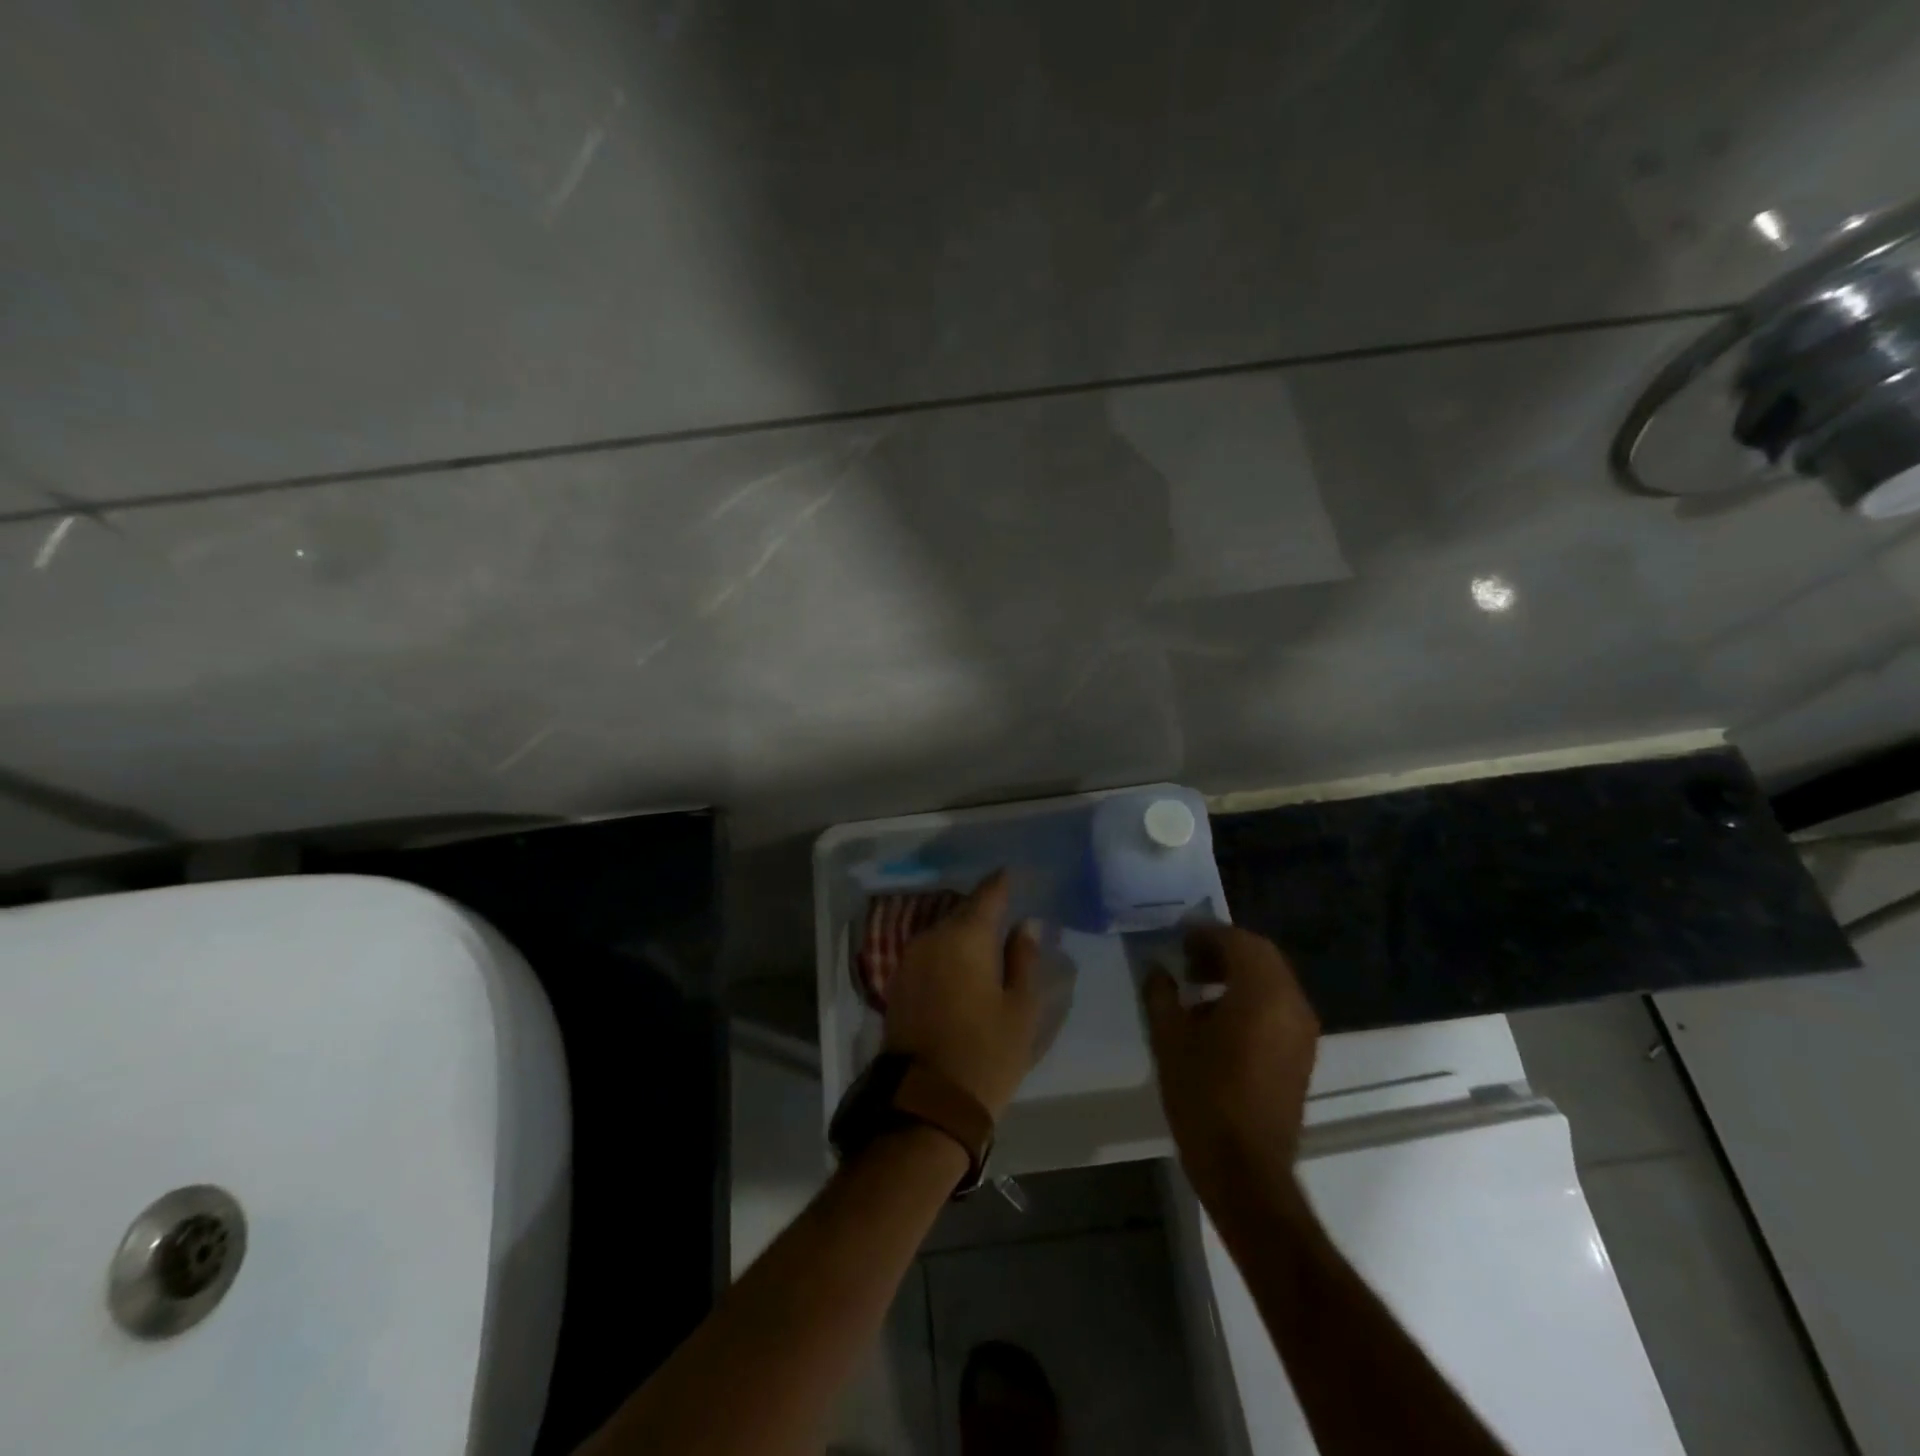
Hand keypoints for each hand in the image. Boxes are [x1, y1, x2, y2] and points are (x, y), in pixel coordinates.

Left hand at [884, 871, 1040, 1118]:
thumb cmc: (986, 1054)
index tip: (1014, 873)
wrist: (926, 1103)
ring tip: (987, 939)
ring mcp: (910, 960)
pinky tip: (962, 963)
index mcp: (965, 937)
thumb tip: (1024, 925)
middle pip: (961, 910)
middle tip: (1006, 910)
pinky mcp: (898, 983)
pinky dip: (947, 950)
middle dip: (983, 908)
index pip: (987, 894)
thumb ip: (1023, 959)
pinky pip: (929, 952)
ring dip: (963, 930)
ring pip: (942, 931)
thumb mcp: (1020, 1008)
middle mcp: (932, 938)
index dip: (1002, 882)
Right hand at [1144, 925, 1319, 1211]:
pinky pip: (1278, 1006)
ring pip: (1272, 980)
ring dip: (1238, 973)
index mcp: (1262, 993)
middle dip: (1224, 950)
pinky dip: (1251, 997)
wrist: (1245, 1169)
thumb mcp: (1169, 1038)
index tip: (1178, 937)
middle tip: (1187, 958)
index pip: (1238, 941)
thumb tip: (1158, 969)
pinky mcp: (1301, 1054)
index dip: (1207, 933)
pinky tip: (1217, 1017)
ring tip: (1198, 986)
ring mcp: (1301, 1030)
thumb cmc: (1203, 1096)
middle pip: (1261, 956)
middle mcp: (1291, 1003)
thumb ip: (1162, 994)